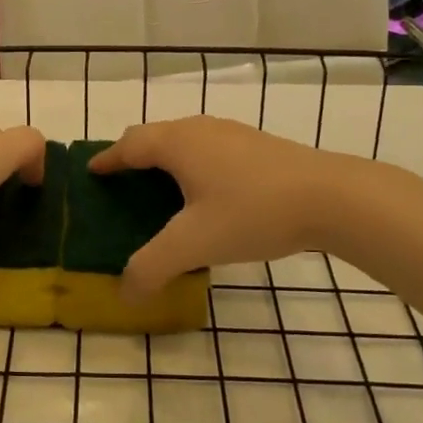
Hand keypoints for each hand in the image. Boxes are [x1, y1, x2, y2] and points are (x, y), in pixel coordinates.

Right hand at [90, 116, 351, 299]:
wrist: (332, 197)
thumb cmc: (253, 211)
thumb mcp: (194, 245)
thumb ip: (152, 268)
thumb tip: (125, 293)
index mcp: (177, 143)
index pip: (128, 145)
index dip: (106, 159)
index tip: (91, 172)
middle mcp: (200, 129)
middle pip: (154, 136)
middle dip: (133, 157)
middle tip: (121, 185)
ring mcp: (232, 134)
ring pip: (184, 141)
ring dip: (165, 161)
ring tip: (159, 192)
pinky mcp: (257, 146)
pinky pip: (209, 149)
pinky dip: (193, 166)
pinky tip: (206, 196)